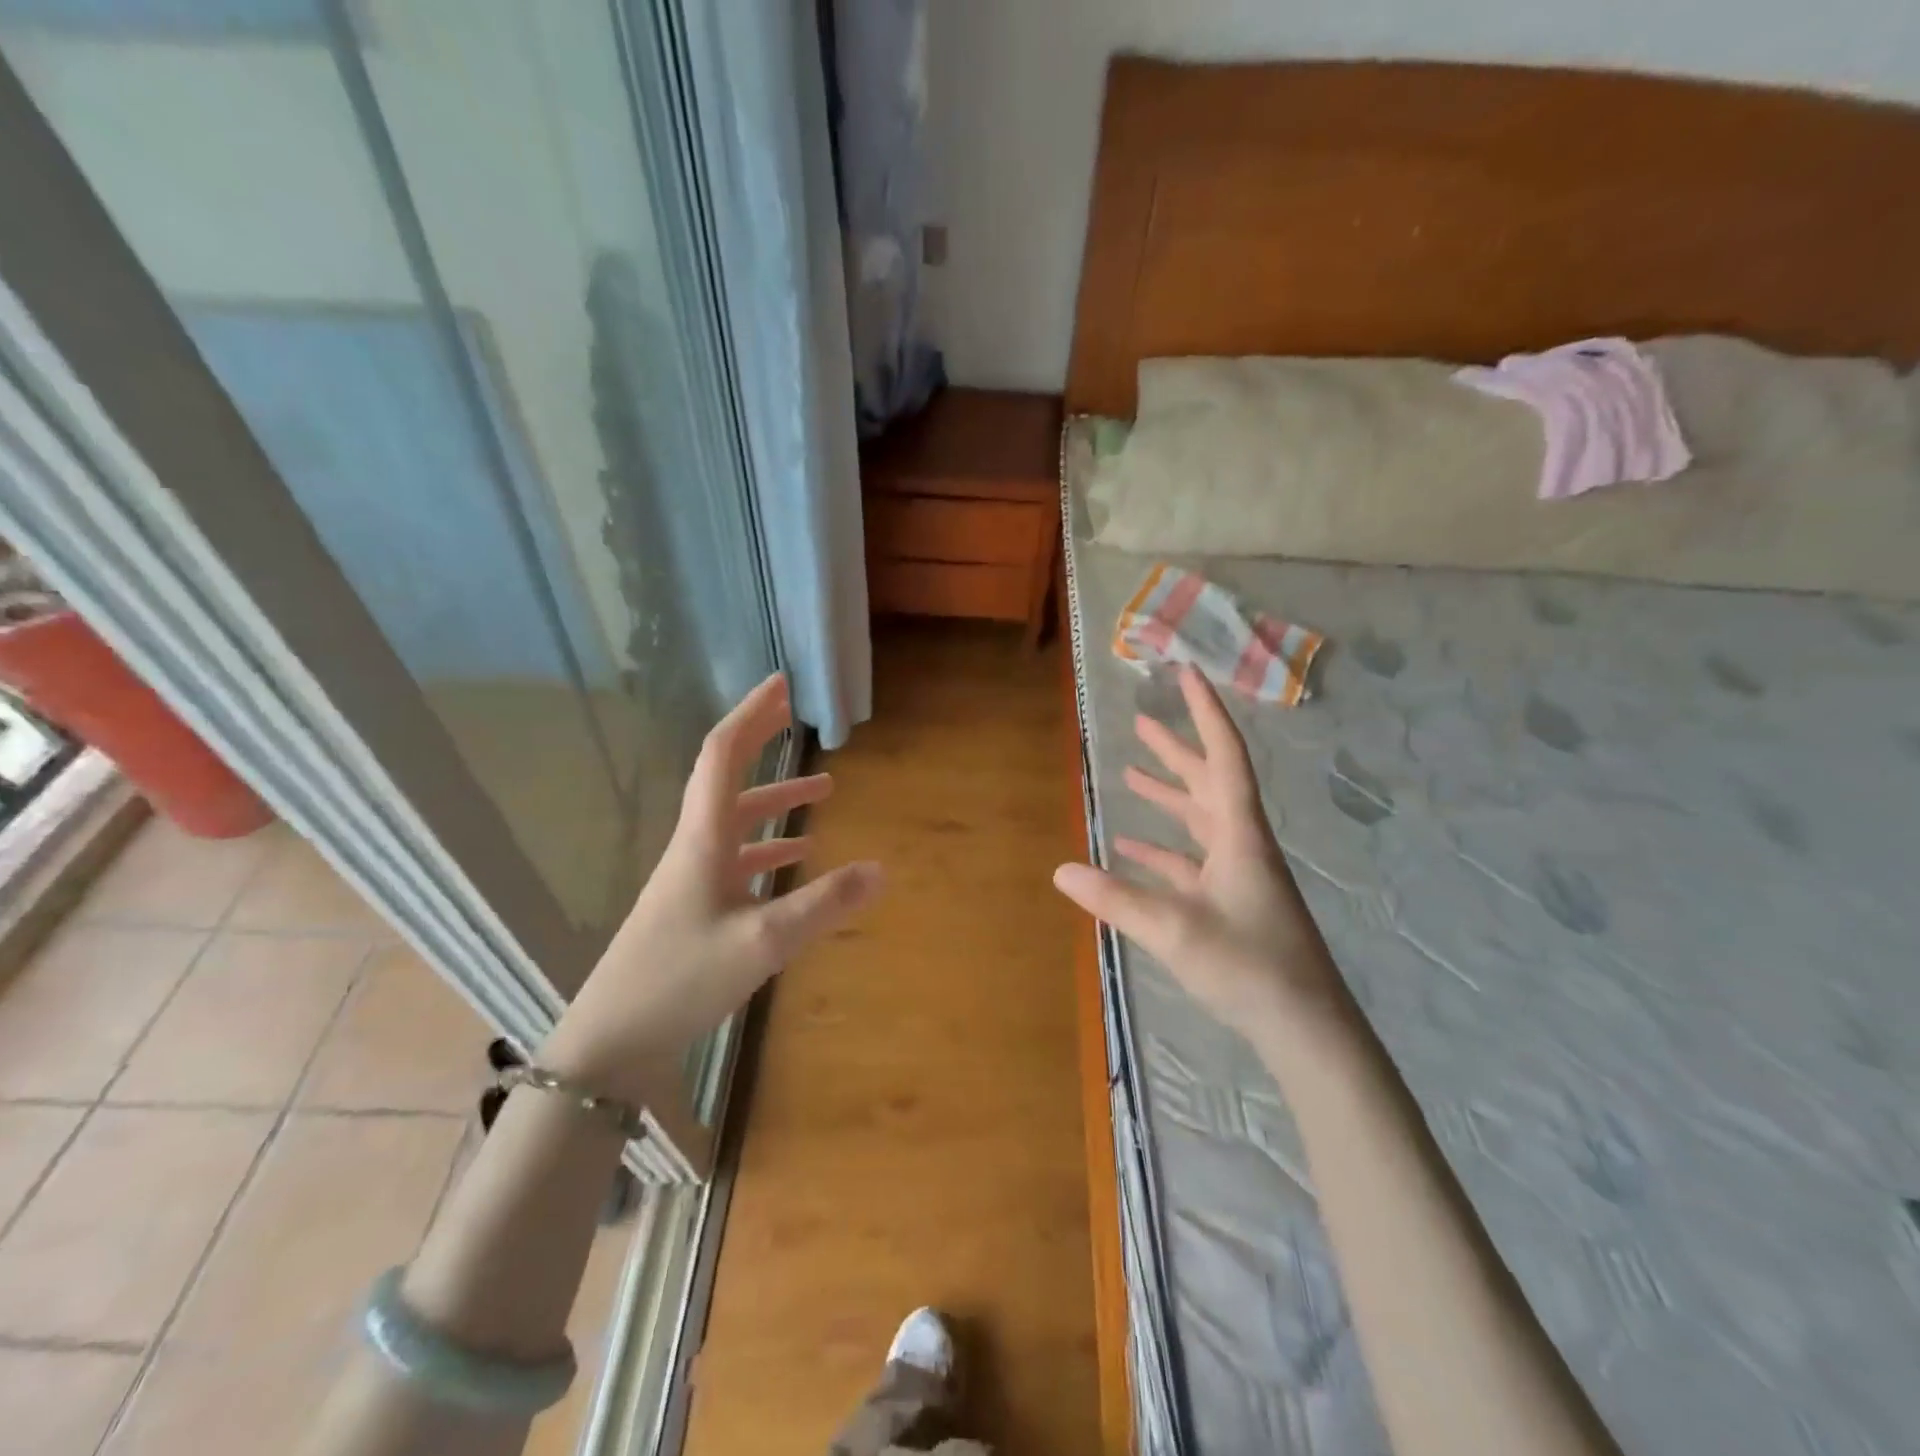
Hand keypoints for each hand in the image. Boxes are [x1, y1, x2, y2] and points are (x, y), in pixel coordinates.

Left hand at [543, 673, 880, 1100]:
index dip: (752, 714)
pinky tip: (799, 858)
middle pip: (728, 775)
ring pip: (738, 820)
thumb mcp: (763, 942)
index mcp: (703, 837)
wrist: (611, 1042)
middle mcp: (696, 846)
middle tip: (798, 715)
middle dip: (763, 740)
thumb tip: (882, 870)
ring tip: (825, 791)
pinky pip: (738, 858)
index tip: (783, 684)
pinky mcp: (695, 906)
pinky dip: (771, 846)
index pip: (724, 753)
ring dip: (777, 799)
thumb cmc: (680, 980)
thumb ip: (824, 904)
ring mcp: (693, 877)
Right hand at [1052, 665, 1351, 1048]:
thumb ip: (1116, 899)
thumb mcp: (1174, 929)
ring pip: (1201, 819)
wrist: (1305, 1026)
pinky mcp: (1233, 902)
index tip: (1186, 674)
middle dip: (1176, 749)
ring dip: (1169, 795)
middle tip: (1141, 722)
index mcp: (1239, 835)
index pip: (1224, 756)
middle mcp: (1242, 844)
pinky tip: (1134, 848)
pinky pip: (1193, 860)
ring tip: (1132, 773)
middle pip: (1209, 781)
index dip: (1205, 712)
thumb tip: (1060, 872)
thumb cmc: (1249, 965)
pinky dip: (1164, 848)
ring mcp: (1239, 874)